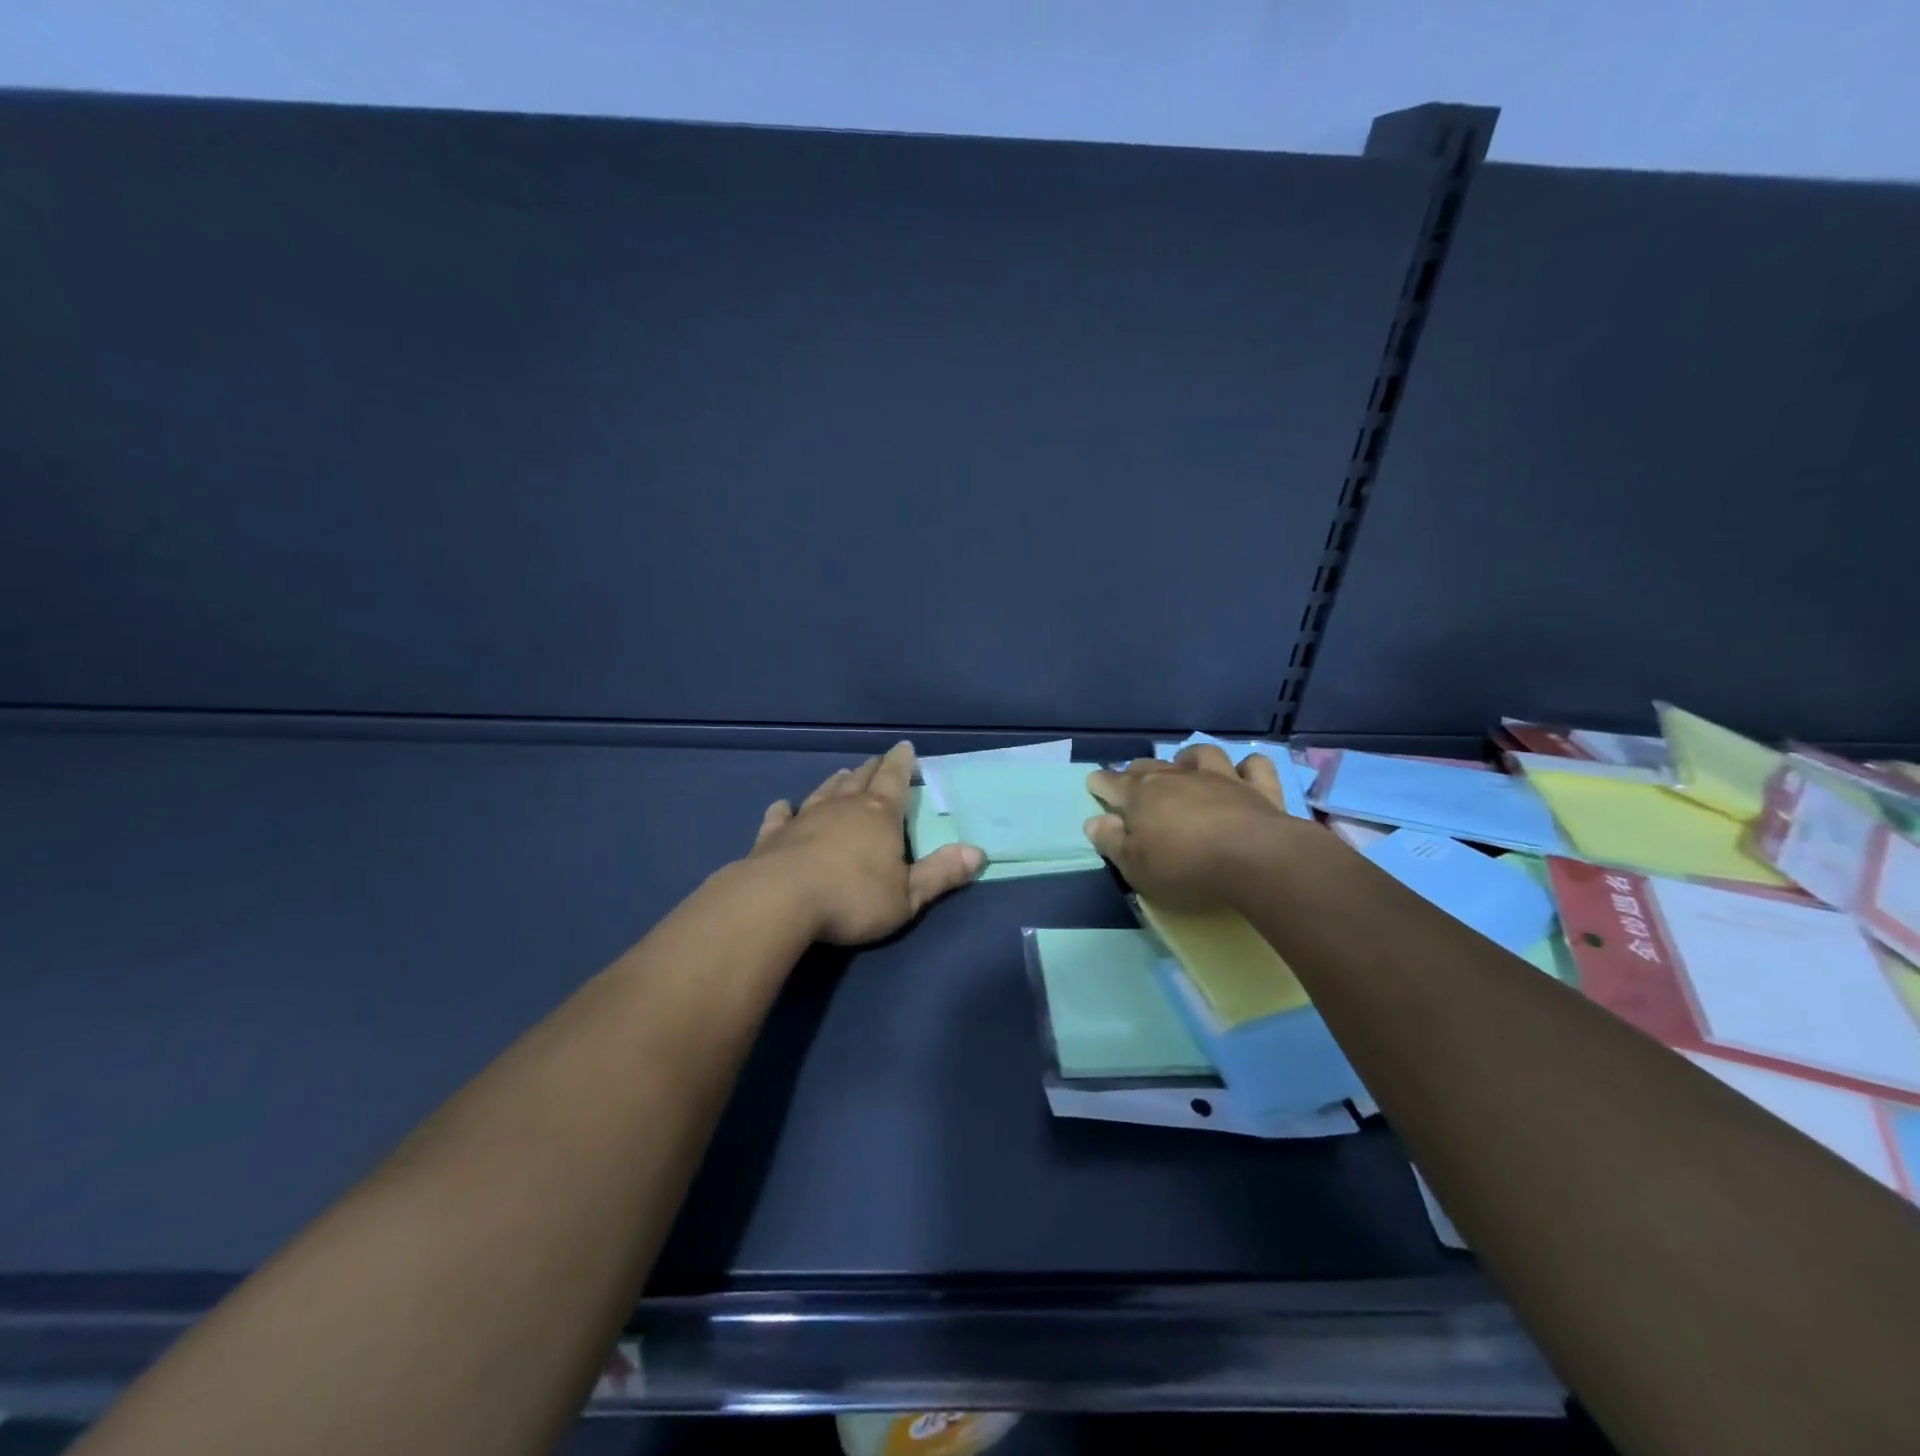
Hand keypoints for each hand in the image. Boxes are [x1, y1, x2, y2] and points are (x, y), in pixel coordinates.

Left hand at [748, 742, 984, 945]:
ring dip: (837, 782)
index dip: (903, 763)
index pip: (895, 780)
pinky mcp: (773, 835)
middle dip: (872, 769)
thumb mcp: (907, 895)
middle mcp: (843, 807)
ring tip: (843, 774)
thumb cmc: (852, 898)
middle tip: (878, 760)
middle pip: (861, 779)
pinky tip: (783, 805)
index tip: (906, 747)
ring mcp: (804, 817)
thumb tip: (978, 852)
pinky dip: (784, 809)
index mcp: (879, 815)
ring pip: (824, 791)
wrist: (780, 901)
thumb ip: (941, 874)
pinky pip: (780, 816)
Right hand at [1084, 744, 1295, 909]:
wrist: (1253, 859)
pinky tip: (1243, 773)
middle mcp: (1177, 777)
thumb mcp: (1135, 866)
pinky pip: (1253, 765)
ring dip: (1189, 758)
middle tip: (1134, 781)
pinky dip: (1246, 766)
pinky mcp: (1258, 788)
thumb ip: (1111, 842)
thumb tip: (1094, 821)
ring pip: (1200, 754)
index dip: (1100, 782)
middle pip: (1150, 766)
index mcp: (1142, 795)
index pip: (1112, 782)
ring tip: (1185, 766)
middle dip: (1137, 771)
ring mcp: (1220, 778)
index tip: (1093, 783)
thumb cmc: (1184, 865)